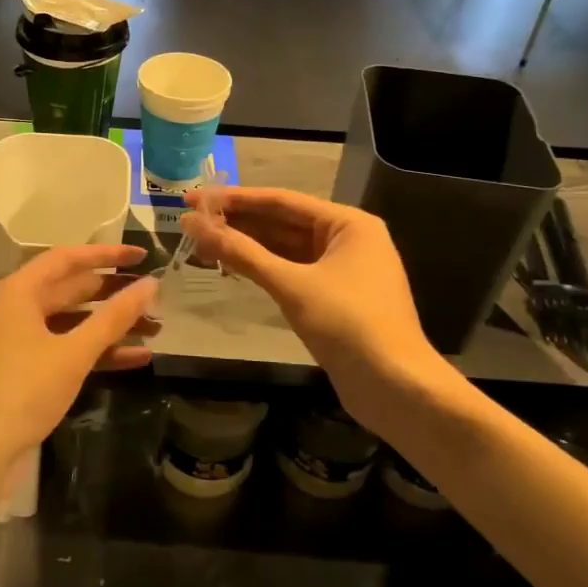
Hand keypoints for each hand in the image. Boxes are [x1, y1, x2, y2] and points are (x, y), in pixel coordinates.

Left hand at [0, 246, 158, 477]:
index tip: (141, 256)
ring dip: (110, 326)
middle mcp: (15, 308)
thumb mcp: (74, 352)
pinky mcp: (25, 367)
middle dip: (114, 295)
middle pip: (71, 290)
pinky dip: (96, 351)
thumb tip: (151, 285)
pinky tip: (136, 358)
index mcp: (18, 292)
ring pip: (72, 322)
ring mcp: (19, 339)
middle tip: (154, 296)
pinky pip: (65, 348)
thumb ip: (114, 317)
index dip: (107, 255)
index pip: (67, 259)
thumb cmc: (25, 391)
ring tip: (154, 328)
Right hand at [181, 188, 447, 432]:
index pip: (281, 201)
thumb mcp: (291, 285)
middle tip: (191, 221)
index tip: (195, 198)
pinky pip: (292, 272)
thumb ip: (241, 253)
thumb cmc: (348, 324)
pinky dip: (263, 269)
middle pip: (283, 223)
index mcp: (348, 224)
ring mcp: (342, 270)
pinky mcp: (334, 298)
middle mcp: (348, 239)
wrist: (396, 388)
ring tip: (202, 243)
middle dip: (238, 223)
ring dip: (247, 246)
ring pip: (285, 249)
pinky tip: (232, 268)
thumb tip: (193, 224)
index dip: (234, 199)